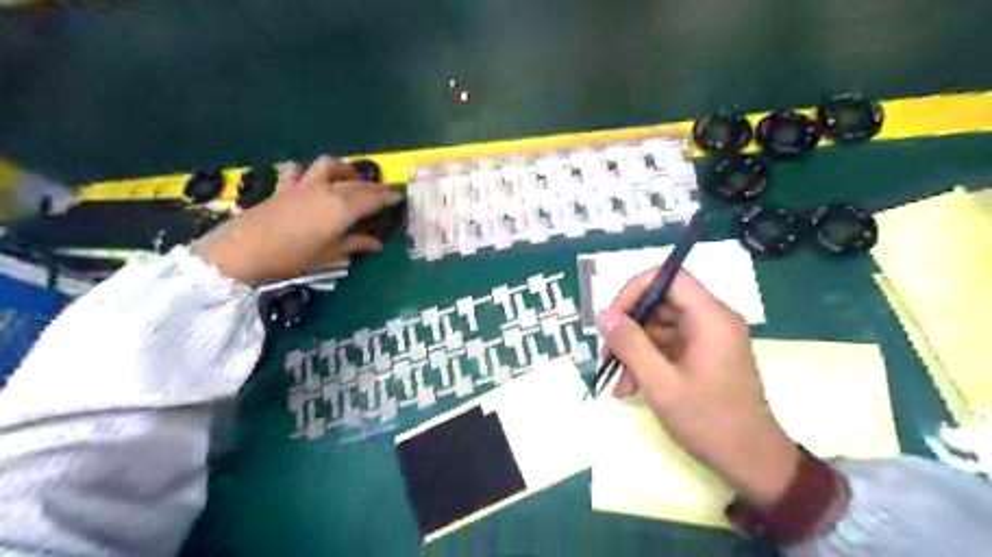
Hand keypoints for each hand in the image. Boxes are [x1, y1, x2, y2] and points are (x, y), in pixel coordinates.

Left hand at [193, 154, 401, 281]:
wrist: (245, 249)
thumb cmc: (293, 256)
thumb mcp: (329, 254)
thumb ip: (355, 244)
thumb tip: (377, 244)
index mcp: (343, 208)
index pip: (373, 199)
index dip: (388, 197)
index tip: (400, 196)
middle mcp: (328, 190)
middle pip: (357, 184)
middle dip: (374, 186)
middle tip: (386, 191)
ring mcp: (305, 185)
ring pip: (330, 166)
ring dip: (345, 169)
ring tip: (352, 178)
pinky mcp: (286, 187)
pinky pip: (299, 171)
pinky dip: (307, 172)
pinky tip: (309, 178)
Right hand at [596, 269, 796, 509]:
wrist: (751, 463)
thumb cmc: (709, 422)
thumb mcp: (661, 383)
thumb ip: (630, 344)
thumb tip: (603, 314)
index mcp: (711, 318)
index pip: (670, 277)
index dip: (636, 289)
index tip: (613, 317)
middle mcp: (712, 320)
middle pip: (661, 303)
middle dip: (629, 328)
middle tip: (607, 354)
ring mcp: (708, 338)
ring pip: (659, 326)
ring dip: (635, 350)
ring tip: (618, 382)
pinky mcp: (703, 354)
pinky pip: (667, 345)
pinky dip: (647, 361)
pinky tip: (630, 387)